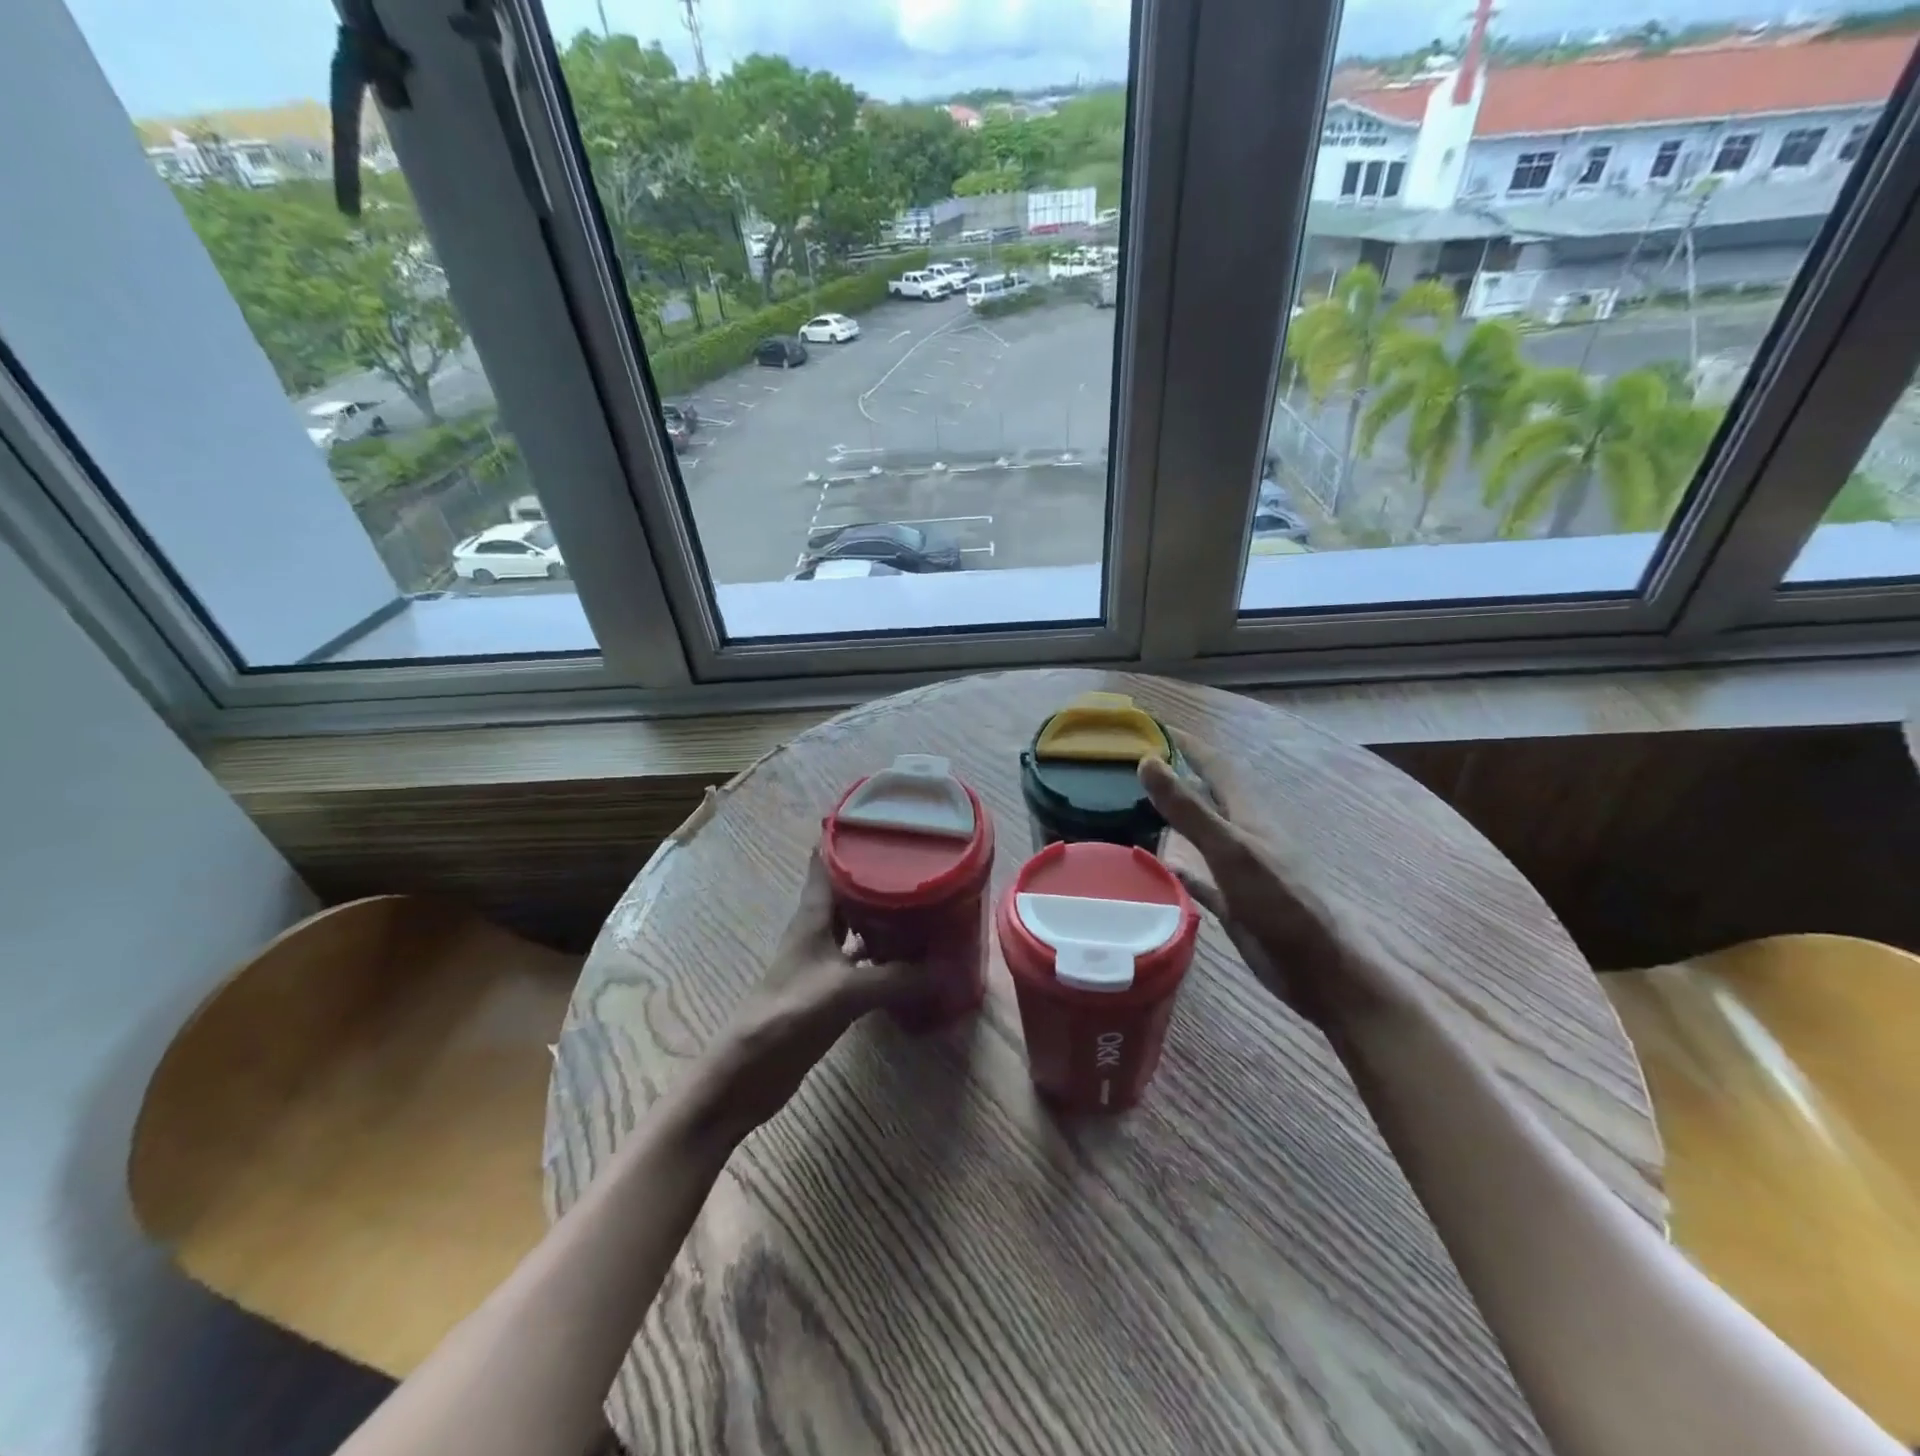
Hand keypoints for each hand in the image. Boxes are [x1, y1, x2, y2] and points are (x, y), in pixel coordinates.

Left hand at [696, 851, 925, 1140]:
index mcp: (814, 915)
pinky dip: (886, 953)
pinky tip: (913, 957)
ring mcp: (823, 958)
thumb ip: (897, 979)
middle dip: (880, 873)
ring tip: (925, 901)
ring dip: (885, 913)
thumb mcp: (846, 993)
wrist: (747, 1072)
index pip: (827, 860)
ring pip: (858, 923)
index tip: (883, 819)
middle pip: (849, 889)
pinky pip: (864, 959)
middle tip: (921, 860)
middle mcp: (818, 928)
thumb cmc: (788, 1016)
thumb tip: (946, 969)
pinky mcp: (830, 987)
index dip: (849, 835)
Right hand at [1140, 740, 1412, 1032]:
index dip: (1187, 744)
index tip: (1154, 726)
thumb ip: (1189, 808)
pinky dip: (1179, 868)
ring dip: (1176, 818)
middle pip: (1207, 795)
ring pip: (1202, 833)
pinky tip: (1159, 868)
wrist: (1320, 968)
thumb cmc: (1280, 902)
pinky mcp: (1235, 902)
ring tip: (1137, 808)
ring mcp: (1240, 869)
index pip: (1215, 765)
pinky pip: (1200, 877)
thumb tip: (1147, 761)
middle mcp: (1244, 835)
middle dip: (1177, 776)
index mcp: (1248, 814)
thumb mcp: (1231, 849)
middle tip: (1136, 764)